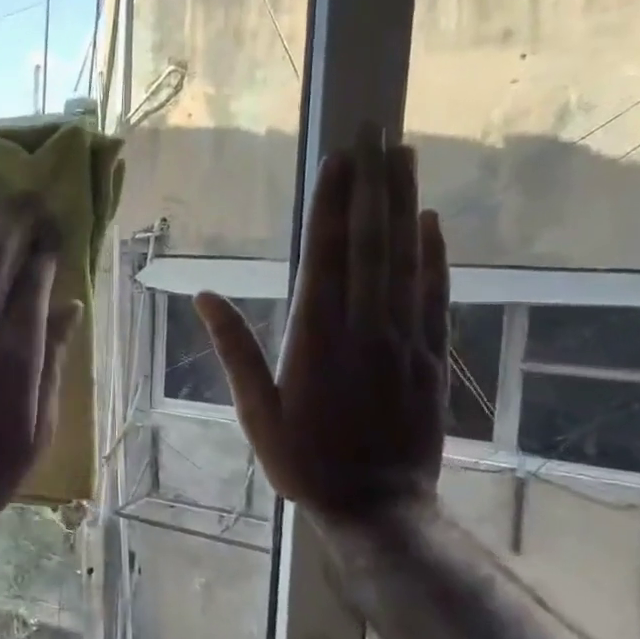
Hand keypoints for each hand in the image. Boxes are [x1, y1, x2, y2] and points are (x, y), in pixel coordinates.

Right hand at [197, 126, 447, 522]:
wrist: (378, 507)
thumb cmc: (305, 461)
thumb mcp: (255, 412)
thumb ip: (235, 350)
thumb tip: (204, 296)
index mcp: (316, 338)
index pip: (326, 256)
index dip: (333, 204)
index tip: (340, 158)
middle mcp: (364, 327)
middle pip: (372, 243)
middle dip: (373, 184)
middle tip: (379, 131)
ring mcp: (404, 339)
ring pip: (407, 259)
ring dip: (405, 204)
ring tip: (405, 157)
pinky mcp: (431, 357)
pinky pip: (435, 295)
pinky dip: (435, 255)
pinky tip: (431, 222)